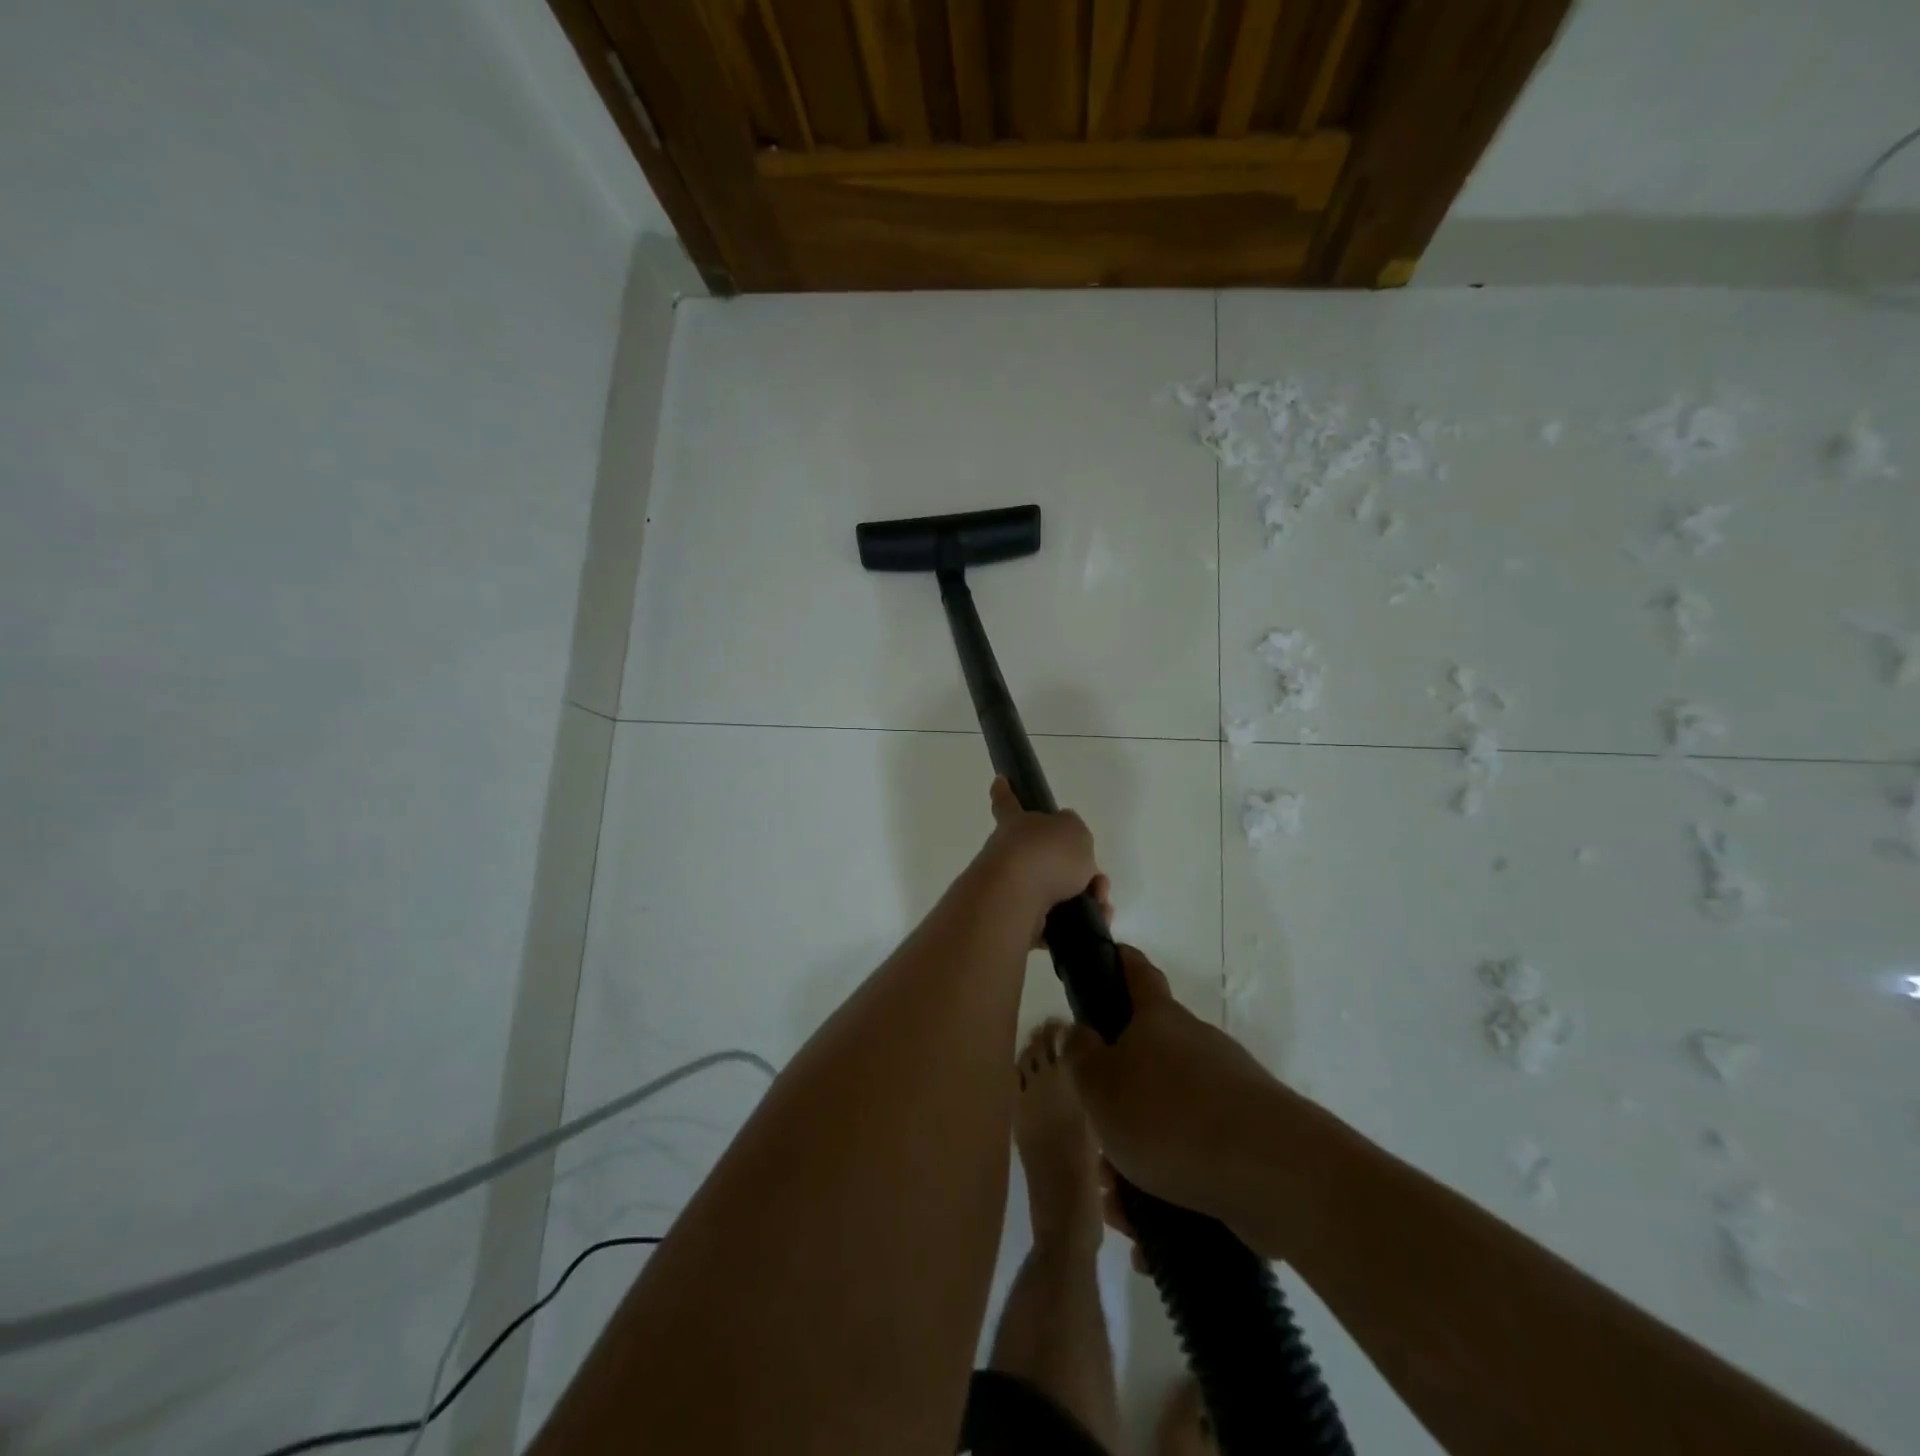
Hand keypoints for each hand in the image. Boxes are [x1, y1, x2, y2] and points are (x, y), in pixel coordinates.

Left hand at [978, 777, 1107, 943]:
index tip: (999, 780)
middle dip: (1076, 870)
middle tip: (1097, 882)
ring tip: (1102, 907)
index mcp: (1018, 824)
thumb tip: (1068, 847)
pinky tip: (1094, 925)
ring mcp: (1010, 888)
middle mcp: (1009, 854)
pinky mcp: (1017, 921)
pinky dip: (1075, 926)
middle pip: (1044, 857)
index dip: (1005, 791)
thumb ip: (1074, 834)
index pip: (1008, 802)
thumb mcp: (1074, 830)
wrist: (1016, 899)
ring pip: (1054, 893)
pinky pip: (1052, 923)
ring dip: (1084, 900)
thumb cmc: (1044, 853)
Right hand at [1065, 947, 1281, 1238]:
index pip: (1138, 973)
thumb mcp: (1101, 1085)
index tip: (1111, 955)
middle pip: (1149, 1058)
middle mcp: (1196, 1046)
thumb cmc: (1170, 1117)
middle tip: (1097, 1140)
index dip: (1121, 961)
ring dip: (1140, 1155)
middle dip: (1119, 1098)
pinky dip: (1170, 1187)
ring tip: (1119, 1204)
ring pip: (1169, 1117)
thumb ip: (1080, 1056)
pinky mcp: (1250, 1140)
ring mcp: (1228, 1092)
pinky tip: (1151, 1234)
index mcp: (1159, 1021)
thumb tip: (1078, 1033)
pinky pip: (1197, 1156)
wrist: (1274, 1174)